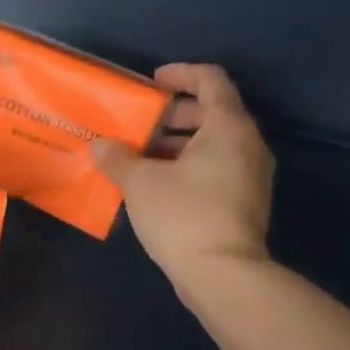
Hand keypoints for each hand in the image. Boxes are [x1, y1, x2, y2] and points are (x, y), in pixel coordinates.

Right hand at [91, 65, 274, 298]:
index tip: (152, 82)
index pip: (211, 80)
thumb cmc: (183, 215)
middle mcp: (247, 145)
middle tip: (139, 124)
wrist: (222, 275)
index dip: (181, 73)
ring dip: (176, 144)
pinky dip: (187, 166)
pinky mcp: (244, 202)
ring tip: (139, 157)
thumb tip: (100, 145)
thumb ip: (117, 157)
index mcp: (228, 127)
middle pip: (212, 112)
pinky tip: (155, 185)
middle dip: (173, 114)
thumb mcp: (140, 182)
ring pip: (212, 144)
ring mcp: (249, 176)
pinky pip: (215, 169)